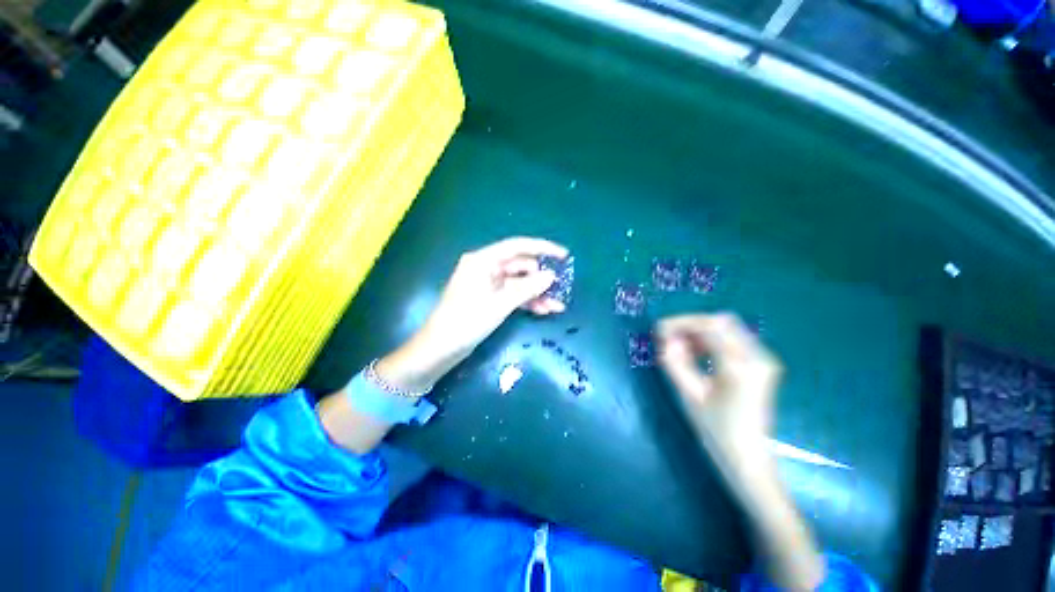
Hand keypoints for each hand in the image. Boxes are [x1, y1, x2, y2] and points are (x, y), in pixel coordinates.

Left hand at [376, 237, 567, 391]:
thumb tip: (551, 276)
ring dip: (537, 293)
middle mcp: (486, 267)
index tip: (564, 255)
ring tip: (557, 305)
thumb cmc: (467, 321)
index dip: (542, 248)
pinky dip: (527, 301)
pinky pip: (513, 294)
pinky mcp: (490, 298)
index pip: (517, 246)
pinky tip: (544, 310)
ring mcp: (488, 284)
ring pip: (519, 283)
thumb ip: (527, 288)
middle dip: (541, 278)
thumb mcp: (500, 304)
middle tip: (562, 288)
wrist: (441, 348)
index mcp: (483, 260)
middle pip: (520, 266)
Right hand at [657, 313, 781, 465]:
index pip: (709, 326)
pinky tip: (697, 353)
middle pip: (720, 321)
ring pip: (727, 327)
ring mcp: (763, 359)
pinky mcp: (761, 364)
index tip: (659, 331)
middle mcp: (758, 357)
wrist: (748, 457)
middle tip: (668, 339)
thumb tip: (666, 339)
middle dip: (690, 325)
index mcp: (740, 367)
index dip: (681, 323)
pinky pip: (733, 339)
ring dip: (700, 332)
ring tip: (680, 347)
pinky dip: (711, 340)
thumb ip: (675, 362)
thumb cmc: (717, 431)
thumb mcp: (689, 395)